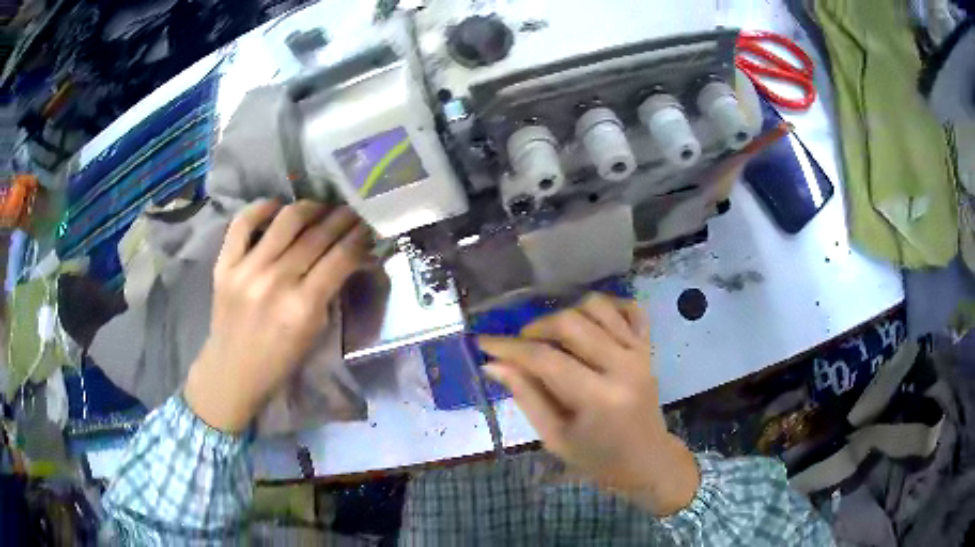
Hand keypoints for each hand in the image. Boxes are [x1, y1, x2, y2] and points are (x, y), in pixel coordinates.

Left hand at [185, 200, 371, 432]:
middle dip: (341, 218)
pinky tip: (277, 207)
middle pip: (317, 235)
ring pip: (286, 220)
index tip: (368, 224)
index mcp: (303, 307)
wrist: (233, 373)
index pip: (341, 257)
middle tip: (351, 210)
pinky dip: (262, 208)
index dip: (359, 236)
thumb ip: (330, 292)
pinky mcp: (224, 265)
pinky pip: (243, 222)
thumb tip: (349, 257)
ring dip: (310, 207)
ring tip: (320, 207)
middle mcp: (276, 282)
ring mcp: (247, 270)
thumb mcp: (315, 333)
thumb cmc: (280, 361)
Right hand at [479, 293, 698, 515]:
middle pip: (571, 323)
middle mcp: (623, 366)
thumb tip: (493, 364)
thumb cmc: (597, 458)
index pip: (545, 359)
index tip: (483, 342)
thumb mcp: (555, 437)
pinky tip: (588, 321)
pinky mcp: (647, 347)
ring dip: (567, 314)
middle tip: (521, 347)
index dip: (509, 348)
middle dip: (536, 328)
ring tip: (553, 336)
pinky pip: (629, 308)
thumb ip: (526, 396)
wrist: (647, 459)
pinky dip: (606, 306)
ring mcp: (640, 352)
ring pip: (597, 307)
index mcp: (599, 398)